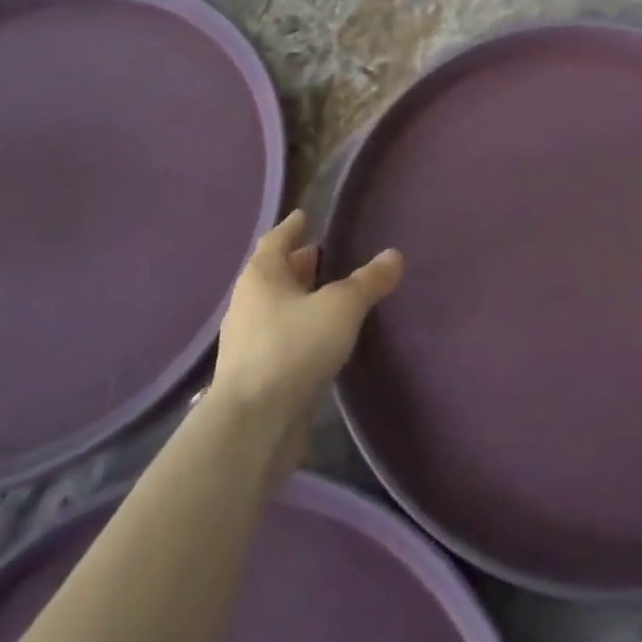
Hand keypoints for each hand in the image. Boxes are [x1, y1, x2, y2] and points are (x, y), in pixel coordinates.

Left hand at [206, 210, 402, 483]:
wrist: (253, 425)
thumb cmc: (293, 348)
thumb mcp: (341, 307)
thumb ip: (368, 281)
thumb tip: (394, 255)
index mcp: (261, 276)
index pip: (276, 239)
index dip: (293, 227)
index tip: (305, 216)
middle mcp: (248, 303)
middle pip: (275, 274)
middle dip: (299, 265)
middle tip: (325, 256)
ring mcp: (248, 342)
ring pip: (277, 308)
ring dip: (300, 300)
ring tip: (330, 296)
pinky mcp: (255, 376)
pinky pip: (280, 339)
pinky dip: (299, 331)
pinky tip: (322, 339)